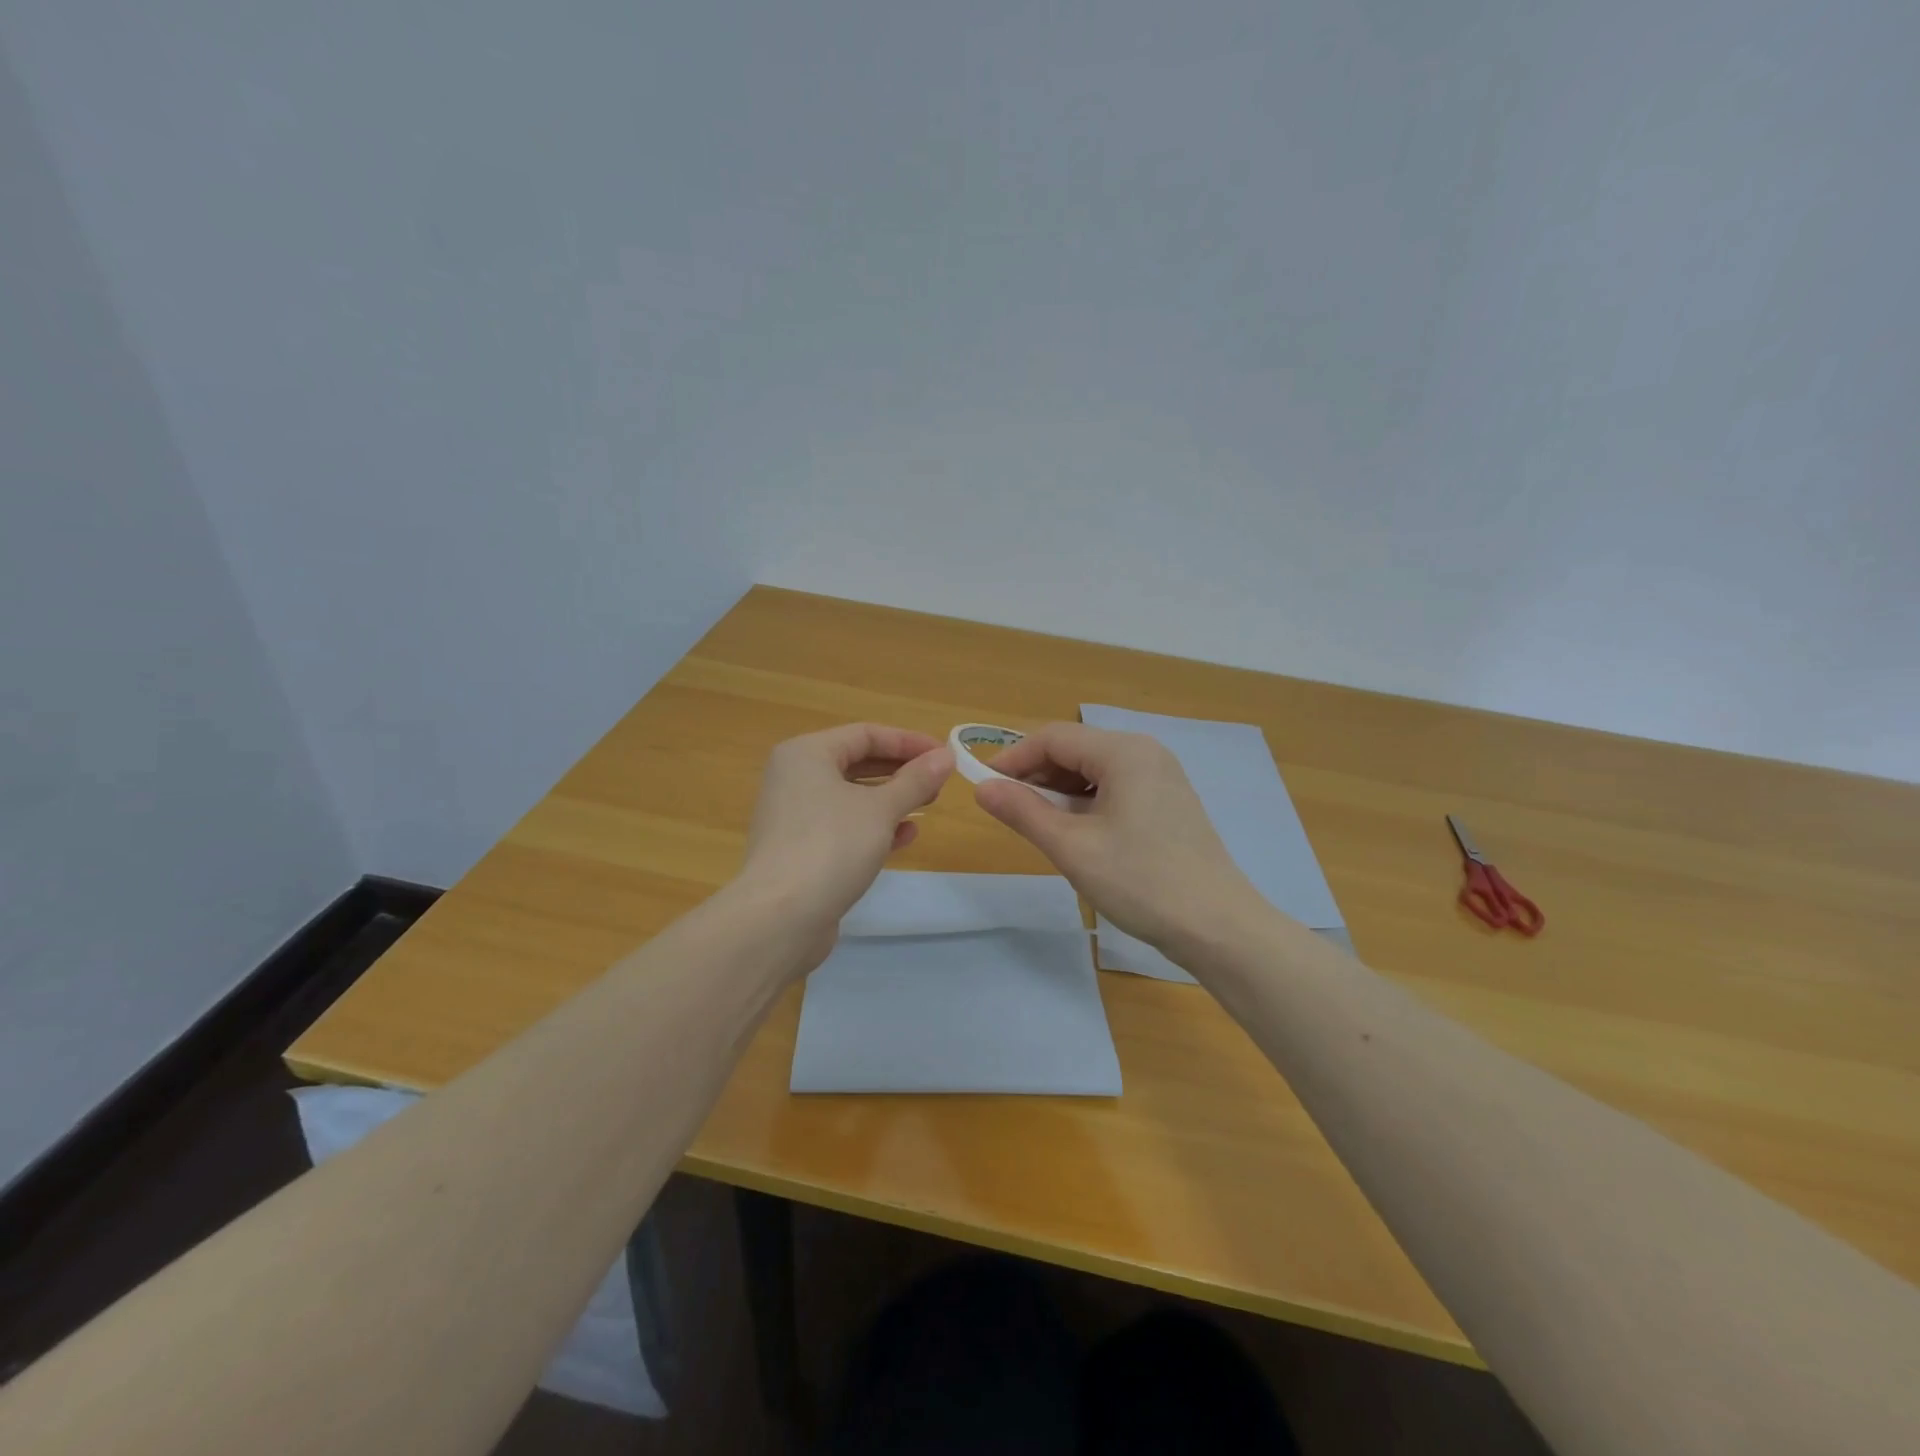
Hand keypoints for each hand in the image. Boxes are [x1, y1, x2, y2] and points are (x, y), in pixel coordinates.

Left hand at [740, 723, 953, 945]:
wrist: (780, 918)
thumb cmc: (831, 846)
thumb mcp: (881, 809)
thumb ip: (915, 780)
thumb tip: (945, 756)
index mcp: (806, 754)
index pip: (865, 734)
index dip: (908, 742)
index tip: (944, 755)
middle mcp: (794, 778)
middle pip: (856, 763)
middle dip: (901, 770)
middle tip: (939, 781)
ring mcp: (794, 816)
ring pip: (851, 797)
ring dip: (891, 799)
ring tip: (928, 805)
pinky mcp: (800, 850)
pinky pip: (843, 827)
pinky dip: (874, 827)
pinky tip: (905, 837)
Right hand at [974, 722, 1265, 955]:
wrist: (1217, 926)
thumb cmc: (1139, 881)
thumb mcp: (1071, 847)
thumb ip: (1023, 811)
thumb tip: (981, 788)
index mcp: (1124, 751)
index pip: (1054, 737)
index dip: (1014, 758)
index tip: (984, 786)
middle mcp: (1145, 752)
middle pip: (1076, 748)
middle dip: (1036, 774)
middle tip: (1008, 809)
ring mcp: (1162, 776)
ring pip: (1095, 769)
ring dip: (1060, 790)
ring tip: (1038, 823)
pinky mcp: (1168, 801)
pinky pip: (1116, 787)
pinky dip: (1087, 801)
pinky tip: (1076, 831)